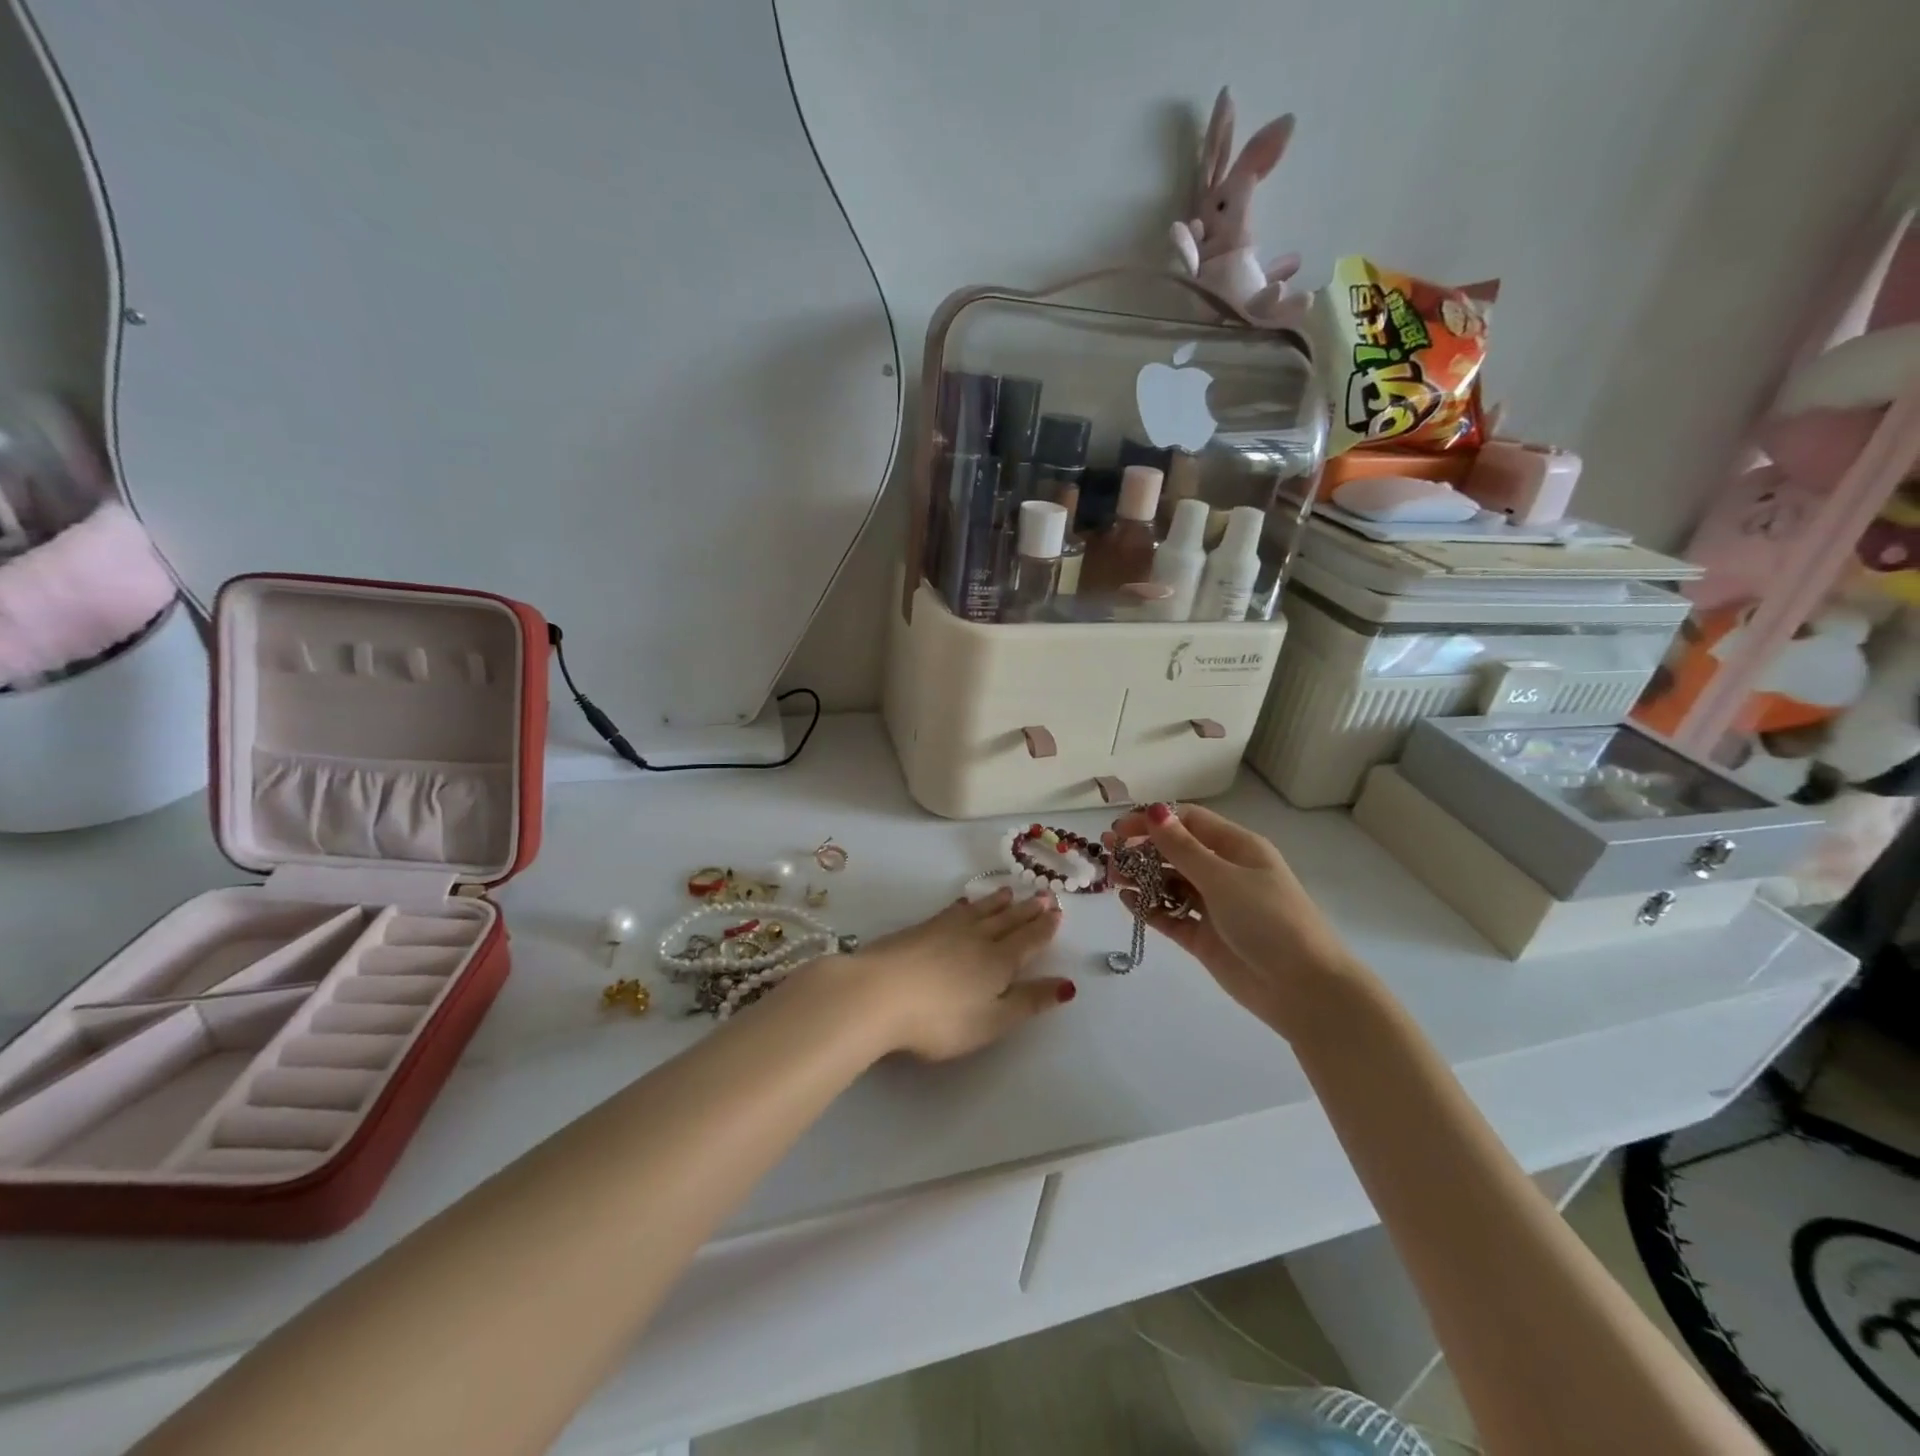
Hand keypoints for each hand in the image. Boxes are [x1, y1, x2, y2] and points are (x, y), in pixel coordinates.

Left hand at [822, 887, 1071, 1061]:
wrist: (878, 993)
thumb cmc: (940, 1019)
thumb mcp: (992, 1020)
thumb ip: (1028, 1002)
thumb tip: (1067, 985)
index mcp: (999, 962)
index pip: (1028, 941)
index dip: (1044, 928)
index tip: (1057, 912)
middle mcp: (977, 939)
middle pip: (1007, 921)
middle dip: (1027, 910)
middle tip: (1043, 895)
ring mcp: (946, 930)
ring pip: (981, 911)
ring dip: (998, 902)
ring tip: (1010, 891)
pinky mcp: (920, 929)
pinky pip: (953, 910)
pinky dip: (966, 905)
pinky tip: (964, 903)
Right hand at [1105, 803, 1358, 1031]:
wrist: (1304, 990)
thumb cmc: (1270, 921)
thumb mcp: (1223, 878)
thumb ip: (1183, 848)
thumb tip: (1156, 810)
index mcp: (1238, 848)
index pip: (1189, 822)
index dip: (1154, 821)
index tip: (1120, 828)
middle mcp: (1225, 873)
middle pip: (1176, 852)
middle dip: (1141, 849)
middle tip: (1108, 852)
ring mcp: (1214, 906)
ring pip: (1169, 883)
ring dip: (1140, 877)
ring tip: (1111, 877)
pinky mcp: (1205, 938)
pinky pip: (1170, 915)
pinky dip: (1149, 907)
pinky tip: (1126, 901)